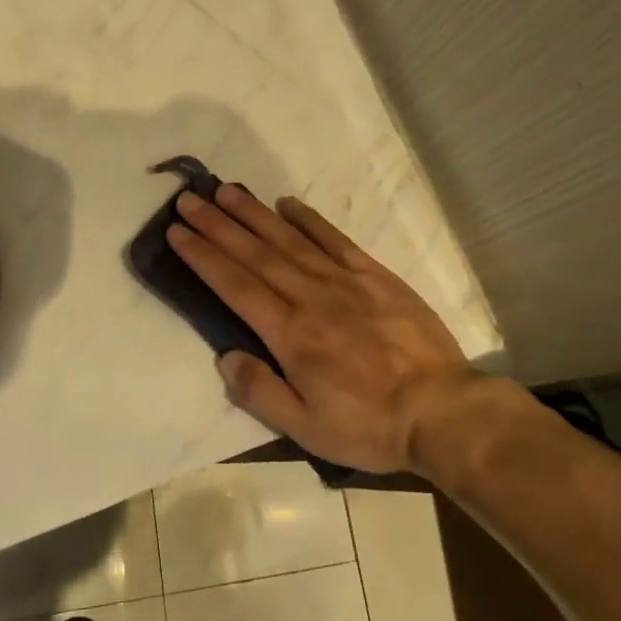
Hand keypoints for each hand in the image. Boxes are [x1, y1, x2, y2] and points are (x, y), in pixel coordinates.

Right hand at [169, 185, 481, 474]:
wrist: (443, 411)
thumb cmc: (370, 425)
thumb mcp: (308, 429)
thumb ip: (261, 392)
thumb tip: (224, 356)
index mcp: (290, 334)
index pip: (235, 286)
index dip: (203, 256)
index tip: (177, 232)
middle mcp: (310, 297)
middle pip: (255, 254)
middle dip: (217, 226)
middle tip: (188, 201)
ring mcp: (344, 281)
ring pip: (289, 239)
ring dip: (254, 214)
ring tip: (225, 191)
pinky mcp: (374, 275)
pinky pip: (335, 239)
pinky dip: (309, 219)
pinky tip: (287, 203)